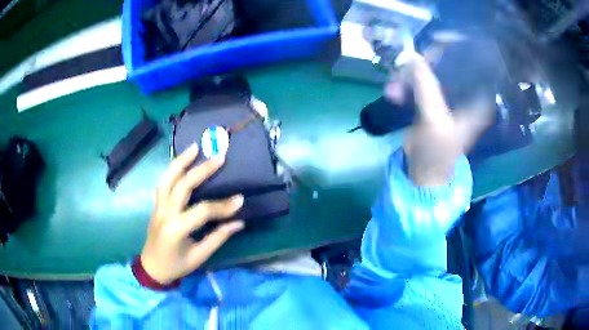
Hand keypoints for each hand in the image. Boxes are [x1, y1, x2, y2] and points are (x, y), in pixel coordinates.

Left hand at [140, 143, 244, 283]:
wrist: (151, 268)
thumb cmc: (176, 266)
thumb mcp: (199, 256)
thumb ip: (218, 237)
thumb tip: (239, 222)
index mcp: (176, 229)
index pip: (202, 211)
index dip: (222, 206)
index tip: (240, 200)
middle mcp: (165, 213)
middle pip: (182, 185)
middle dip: (201, 170)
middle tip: (219, 157)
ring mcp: (158, 207)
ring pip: (167, 178)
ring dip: (181, 161)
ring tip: (195, 147)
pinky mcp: (156, 205)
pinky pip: (163, 183)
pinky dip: (172, 170)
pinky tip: (181, 162)